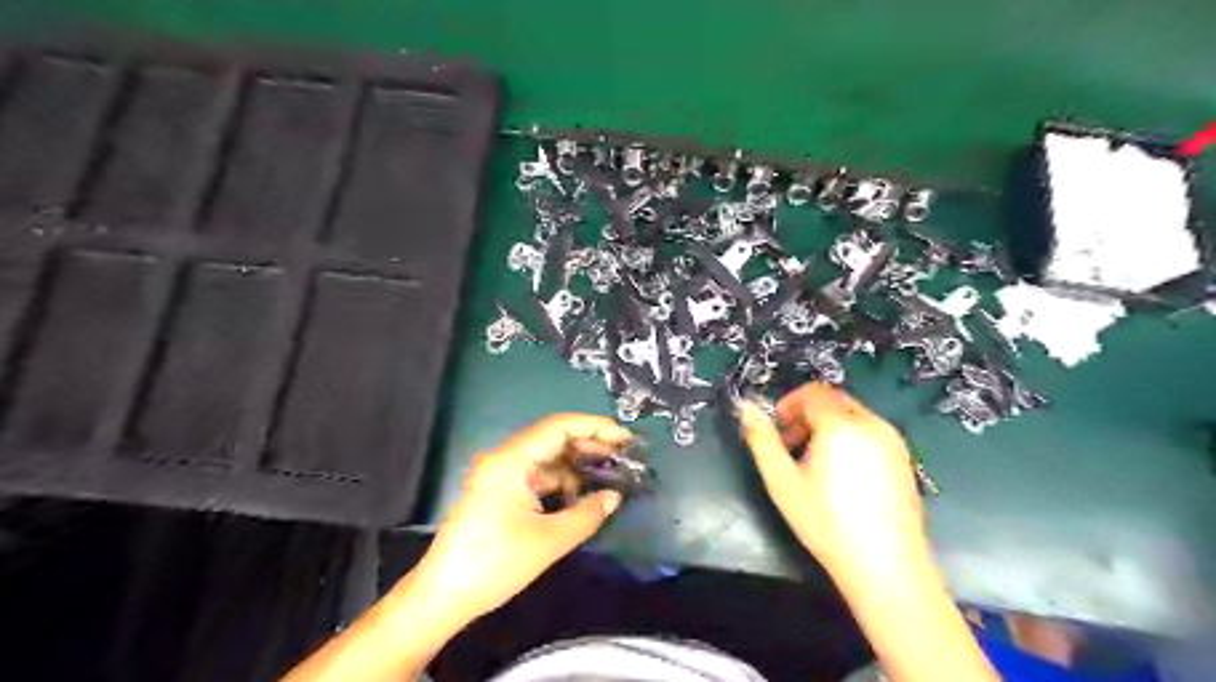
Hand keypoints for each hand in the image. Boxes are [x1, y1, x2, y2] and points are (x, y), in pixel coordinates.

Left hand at [414, 414, 630, 619]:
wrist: (443, 596)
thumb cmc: (495, 563)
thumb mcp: (550, 540)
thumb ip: (588, 513)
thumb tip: (614, 497)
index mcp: (512, 459)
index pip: (560, 426)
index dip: (596, 427)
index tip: (626, 439)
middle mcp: (504, 458)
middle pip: (553, 438)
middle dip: (589, 445)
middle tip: (623, 458)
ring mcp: (498, 474)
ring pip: (545, 457)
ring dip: (575, 465)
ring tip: (606, 477)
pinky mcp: (497, 491)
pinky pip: (535, 475)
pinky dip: (559, 481)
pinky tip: (578, 496)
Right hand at [735, 384, 926, 570]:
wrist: (885, 565)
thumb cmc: (826, 521)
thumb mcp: (781, 480)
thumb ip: (761, 438)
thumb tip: (743, 405)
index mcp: (841, 424)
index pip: (812, 392)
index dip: (789, 404)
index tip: (777, 430)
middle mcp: (872, 423)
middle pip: (834, 400)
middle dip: (807, 414)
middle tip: (791, 446)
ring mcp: (893, 440)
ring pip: (853, 415)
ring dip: (828, 425)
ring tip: (814, 463)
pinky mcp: (905, 459)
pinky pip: (870, 431)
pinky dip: (849, 437)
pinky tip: (842, 475)